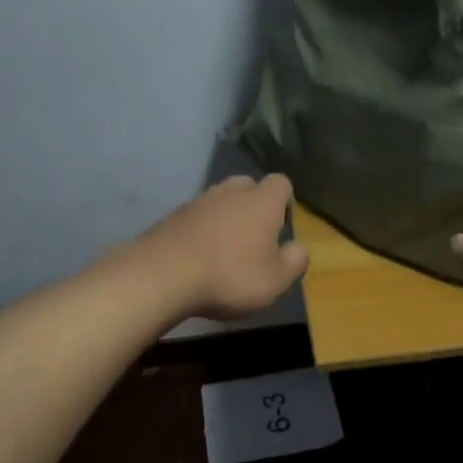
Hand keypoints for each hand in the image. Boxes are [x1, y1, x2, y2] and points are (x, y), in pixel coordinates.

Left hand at [133, 174, 310, 320]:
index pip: (281, 182)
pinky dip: (201, 230)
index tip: (282, 228)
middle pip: (248, 185)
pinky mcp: (172, 216)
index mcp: (261, 201)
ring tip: (225, 250)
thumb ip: (295, 261)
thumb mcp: (276, 280)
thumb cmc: (230, 276)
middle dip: (254, 206)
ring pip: (220, 200)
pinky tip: (198, 257)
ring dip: (226, 218)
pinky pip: (196, 216)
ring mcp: (198, 201)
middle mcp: (230, 192)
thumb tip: (300, 248)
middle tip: (254, 238)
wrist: (162, 275)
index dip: (285, 202)